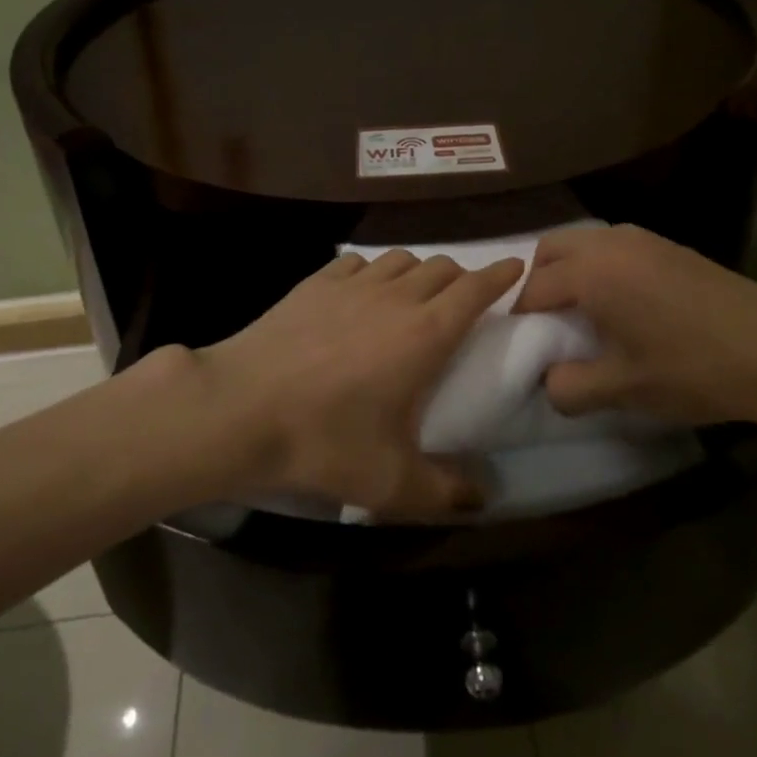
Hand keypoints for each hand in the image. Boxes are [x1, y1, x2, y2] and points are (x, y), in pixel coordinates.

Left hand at [196, 249, 523, 517]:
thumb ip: (444, 491)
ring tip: (413, 299)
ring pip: (402, 259)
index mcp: (425, 333)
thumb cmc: (324, 440)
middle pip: (442, 267)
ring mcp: (353, 284)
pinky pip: (359, 263)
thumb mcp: (391, 482)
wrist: (241, 409)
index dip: (499, 275)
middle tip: (463, 303)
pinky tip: (362, 294)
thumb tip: (482, 497)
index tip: (515, 269)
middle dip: (461, 278)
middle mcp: (396, 297)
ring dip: (418, 273)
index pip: (475, 288)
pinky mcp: (316, 282)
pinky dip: (374, 272)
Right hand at [514, 223, 756, 431]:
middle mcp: (609, 243)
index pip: (533, 288)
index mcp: (591, 273)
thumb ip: (571, 388)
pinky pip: (612, 246)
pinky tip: (622, 304)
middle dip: (537, 282)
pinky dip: (599, 266)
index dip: (519, 318)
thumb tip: (549, 382)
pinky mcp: (667, 244)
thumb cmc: (694, 370)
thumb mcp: (625, 390)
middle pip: (550, 250)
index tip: (522, 346)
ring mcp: (641, 238)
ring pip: (582, 243)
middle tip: (547, 324)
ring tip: (583, 315)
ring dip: (569, 271)